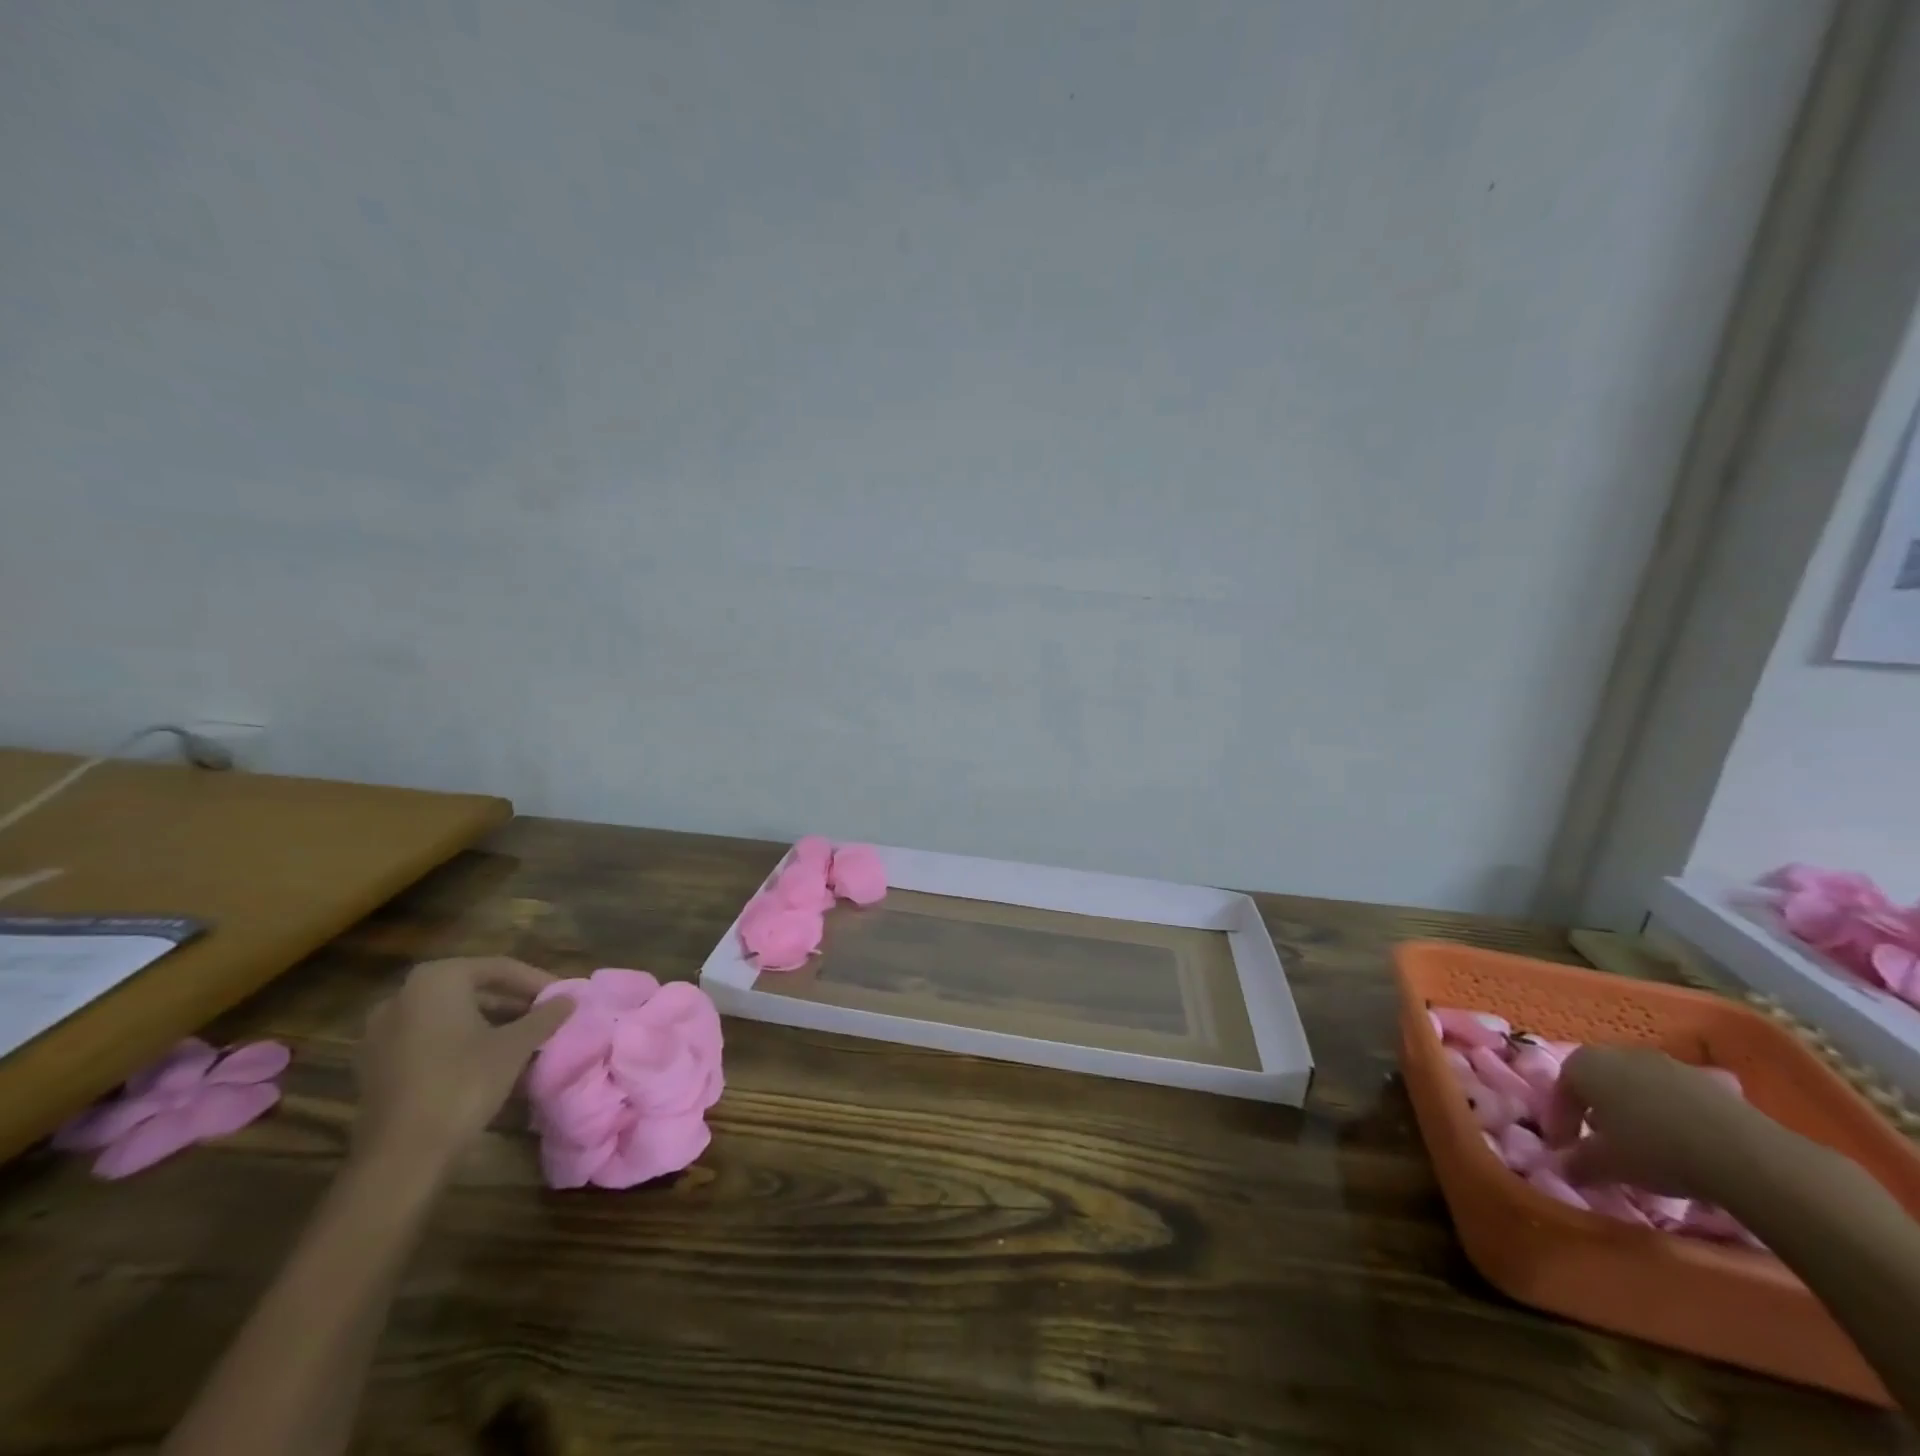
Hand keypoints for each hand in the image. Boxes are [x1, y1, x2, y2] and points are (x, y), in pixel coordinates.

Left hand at [352, 957, 571, 1171]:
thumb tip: (569, 998)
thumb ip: (545, 1016)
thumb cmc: (463, 1083)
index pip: (498, 968)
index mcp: (435, 980)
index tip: (562, 997)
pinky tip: (489, 1062)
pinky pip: (429, 1040)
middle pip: (471, 989)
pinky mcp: (375, 1065)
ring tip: (524, 1039)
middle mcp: (402, 996)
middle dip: (512, 1002)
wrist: (402, 1155)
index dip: (536, 981)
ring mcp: (381, 1032)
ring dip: (488, 1023)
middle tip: (545, 1016)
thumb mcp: (515, 1045)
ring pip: (449, 1016)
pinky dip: (460, 1043)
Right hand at [1545, 1045, 1769, 1196]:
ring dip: (1636, 1114)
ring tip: (1646, 1147)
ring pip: (1638, 1088)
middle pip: (1599, 1083)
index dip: (1561, 1123)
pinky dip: (1672, 1117)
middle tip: (1603, 1144)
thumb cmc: (1653, 1150)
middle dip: (1597, 1112)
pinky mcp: (1708, 1081)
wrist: (1744, 1154)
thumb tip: (1564, 1168)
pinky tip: (1683, 1145)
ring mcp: (1667, 1063)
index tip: (1566, 1152)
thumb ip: (1577, 1163)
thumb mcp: (1605, 1164)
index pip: (1561, 1092)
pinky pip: (1675, 1098)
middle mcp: (1619, 1053)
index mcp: (1584, 1064)